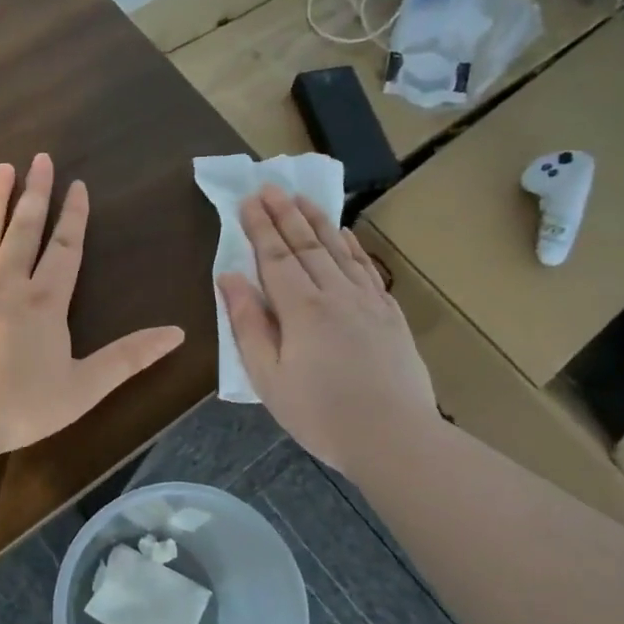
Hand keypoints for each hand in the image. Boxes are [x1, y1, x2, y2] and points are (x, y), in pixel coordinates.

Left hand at [0, 154, 185, 461]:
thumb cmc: (18, 409)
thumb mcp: (84, 388)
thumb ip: (129, 358)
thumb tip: (178, 332)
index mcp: (43, 303)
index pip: (64, 250)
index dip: (73, 217)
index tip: (76, 185)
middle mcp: (3, 284)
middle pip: (23, 231)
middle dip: (35, 194)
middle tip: (40, 158)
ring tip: (1, 169)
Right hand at [217, 187, 439, 477]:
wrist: (394, 437)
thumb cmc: (320, 414)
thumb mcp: (268, 378)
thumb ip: (248, 324)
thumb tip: (229, 278)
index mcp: (301, 309)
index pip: (275, 257)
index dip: (260, 227)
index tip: (249, 199)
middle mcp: (336, 294)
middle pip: (307, 245)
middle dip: (286, 214)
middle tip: (271, 186)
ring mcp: (368, 302)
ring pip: (339, 250)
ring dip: (318, 221)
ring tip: (303, 198)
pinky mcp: (389, 315)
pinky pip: (366, 269)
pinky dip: (352, 246)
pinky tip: (345, 235)